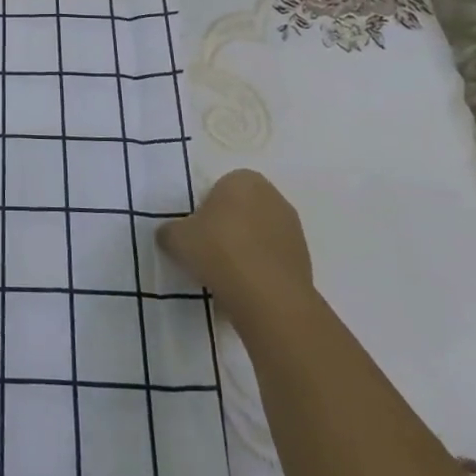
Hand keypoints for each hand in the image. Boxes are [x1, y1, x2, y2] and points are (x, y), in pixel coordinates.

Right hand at [158, 169, 313, 316]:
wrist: (268, 297)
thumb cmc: (218, 251)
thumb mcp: (176, 238)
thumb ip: (170, 231)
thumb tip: (170, 235)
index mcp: (243, 179)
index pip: (218, 188)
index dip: (204, 210)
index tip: (196, 233)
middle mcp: (273, 196)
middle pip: (241, 210)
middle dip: (226, 228)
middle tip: (207, 252)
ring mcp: (293, 228)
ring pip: (258, 235)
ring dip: (245, 249)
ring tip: (226, 275)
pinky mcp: (304, 259)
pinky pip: (272, 259)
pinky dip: (259, 270)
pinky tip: (245, 289)